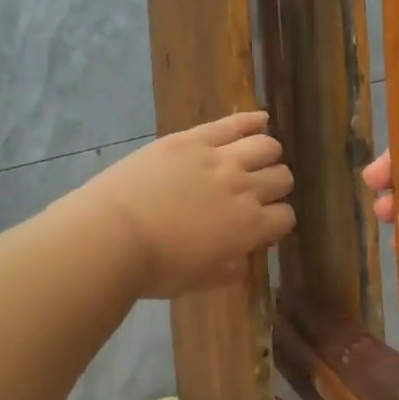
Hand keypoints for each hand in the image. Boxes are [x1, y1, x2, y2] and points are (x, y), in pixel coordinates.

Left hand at [71, 112, 294, 298]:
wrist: (113, 236)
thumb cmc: (156, 268)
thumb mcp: (201, 281)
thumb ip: (230, 270)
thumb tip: (243, 259)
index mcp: (250, 227)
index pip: (285, 217)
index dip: (277, 223)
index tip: (263, 226)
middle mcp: (244, 189)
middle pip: (281, 178)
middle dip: (275, 187)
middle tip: (258, 192)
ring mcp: (220, 159)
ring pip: (266, 146)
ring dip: (268, 154)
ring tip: (258, 158)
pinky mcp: (192, 139)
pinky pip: (233, 123)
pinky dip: (252, 119)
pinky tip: (261, 118)